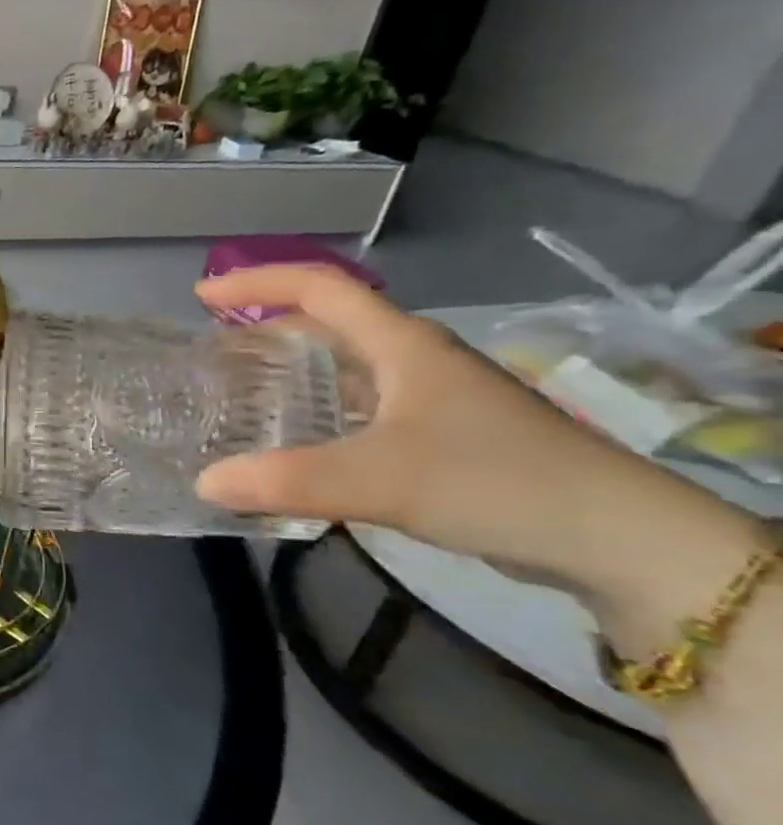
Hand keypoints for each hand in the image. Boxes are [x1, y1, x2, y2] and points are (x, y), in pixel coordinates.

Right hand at [193, 265, 764, 631]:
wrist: (621, 541)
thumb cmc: (495, 482)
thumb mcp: (379, 479)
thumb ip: (285, 480)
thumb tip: (204, 483)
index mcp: (403, 345)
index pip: (320, 287)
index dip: (257, 283)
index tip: (202, 299)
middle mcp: (418, 359)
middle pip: (334, 319)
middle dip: (271, 320)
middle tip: (218, 342)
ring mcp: (438, 397)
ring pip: (352, 362)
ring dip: (298, 363)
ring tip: (249, 385)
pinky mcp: (448, 435)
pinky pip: (367, 402)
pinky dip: (324, 405)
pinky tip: (306, 439)